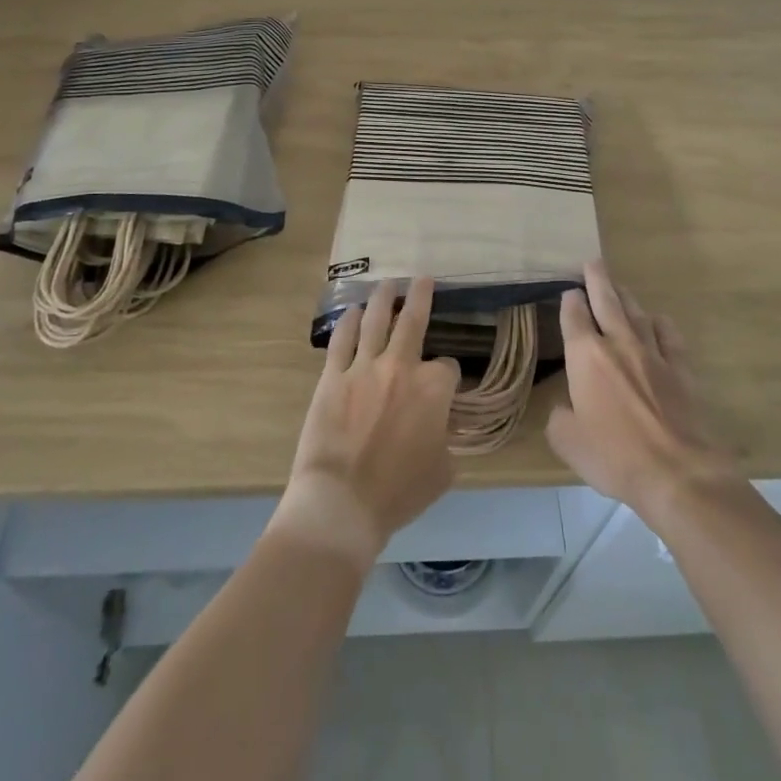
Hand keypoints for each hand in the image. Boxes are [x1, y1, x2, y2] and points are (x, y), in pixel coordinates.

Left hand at [270, 278, 460, 569]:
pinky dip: (349, 322)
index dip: (448, 374)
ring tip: (388, 283)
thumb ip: (446, 439)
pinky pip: (342, 340)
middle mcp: (401, 367)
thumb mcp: (443, 472)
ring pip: (377, 321)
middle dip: (421, 296)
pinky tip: (354, 311)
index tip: (444, 384)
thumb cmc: (398, 493)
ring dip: (384, 298)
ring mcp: (363, 368)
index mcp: (433, 390)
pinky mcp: (332, 377)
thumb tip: (438, 428)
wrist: (342, 502)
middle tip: (423, 278)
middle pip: (414, 321)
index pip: (447, 366)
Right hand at [548, 261, 737, 516]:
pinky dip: (660, 324)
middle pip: (607, 300)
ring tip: (619, 287)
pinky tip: (658, 320)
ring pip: (637, 313)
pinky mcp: (680, 368)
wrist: (676, 472)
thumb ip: (560, 417)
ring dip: (626, 298)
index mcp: (585, 356)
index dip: (570, 300)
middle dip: (598, 279)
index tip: (568, 291)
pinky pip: (669, 335)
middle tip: (593, 262)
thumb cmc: (613, 455)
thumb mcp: (567, 441)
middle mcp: (618, 344)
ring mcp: (653, 353)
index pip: (574, 316)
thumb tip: (566, 407)